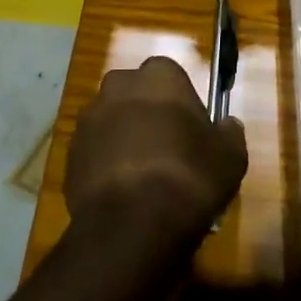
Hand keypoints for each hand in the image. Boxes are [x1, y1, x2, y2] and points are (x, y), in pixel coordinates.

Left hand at [66, 56, 248, 253]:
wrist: (131, 224)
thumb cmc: (188, 177)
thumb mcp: (230, 157)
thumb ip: (230, 134)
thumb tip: (228, 125)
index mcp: (158, 76)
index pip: (170, 76)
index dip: (181, 103)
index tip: (192, 131)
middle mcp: (118, 86)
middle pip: (136, 95)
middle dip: (147, 115)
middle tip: (168, 151)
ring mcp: (89, 119)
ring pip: (112, 123)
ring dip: (124, 140)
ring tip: (143, 178)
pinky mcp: (69, 153)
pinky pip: (95, 152)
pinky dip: (106, 166)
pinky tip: (123, 194)